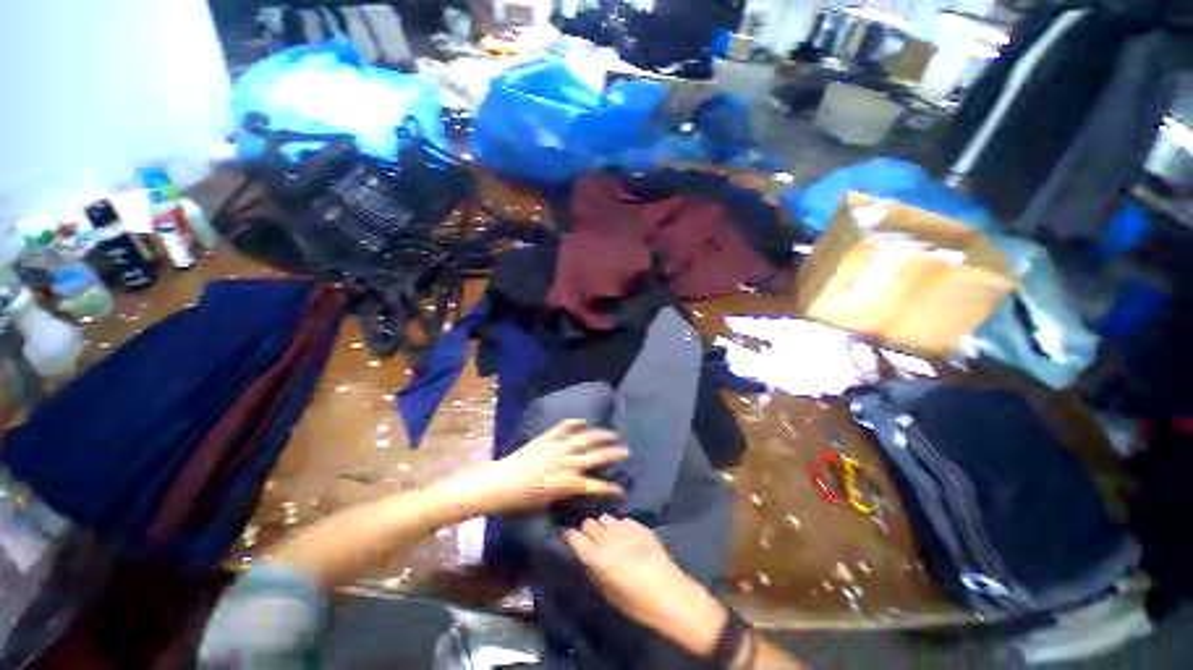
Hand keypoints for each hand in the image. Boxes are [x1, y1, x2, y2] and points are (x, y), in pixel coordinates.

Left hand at [458, 419, 629, 515]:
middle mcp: (565, 463)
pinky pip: (562, 428)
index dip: (610, 488)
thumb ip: (564, 492)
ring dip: (600, 435)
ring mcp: (556, 448)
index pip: (595, 486)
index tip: (622, 489)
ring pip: (583, 439)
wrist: (495, 485)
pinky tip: (583, 420)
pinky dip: (573, 423)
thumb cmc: (518, 502)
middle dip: (612, 454)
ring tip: (612, 432)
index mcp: (565, 483)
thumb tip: (577, 487)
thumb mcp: (545, 503)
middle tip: (626, 450)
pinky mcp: (545, 439)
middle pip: (594, 457)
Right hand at [564, 516, 728, 656]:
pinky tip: (626, 536)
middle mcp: (608, 538)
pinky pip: (623, 519)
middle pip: (589, 523)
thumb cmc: (636, 603)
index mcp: (597, 558)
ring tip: (610, 536)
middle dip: (588, 530)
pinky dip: (620, 526)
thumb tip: (586, 557)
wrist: (669, 593)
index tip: (571, 538)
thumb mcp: (608, 593)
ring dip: (604, 526)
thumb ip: (593, 571)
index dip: (571, 537)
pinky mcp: (639, 525)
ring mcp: (624, 529)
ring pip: (605, 518)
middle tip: (592, 540)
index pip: (574, 537)